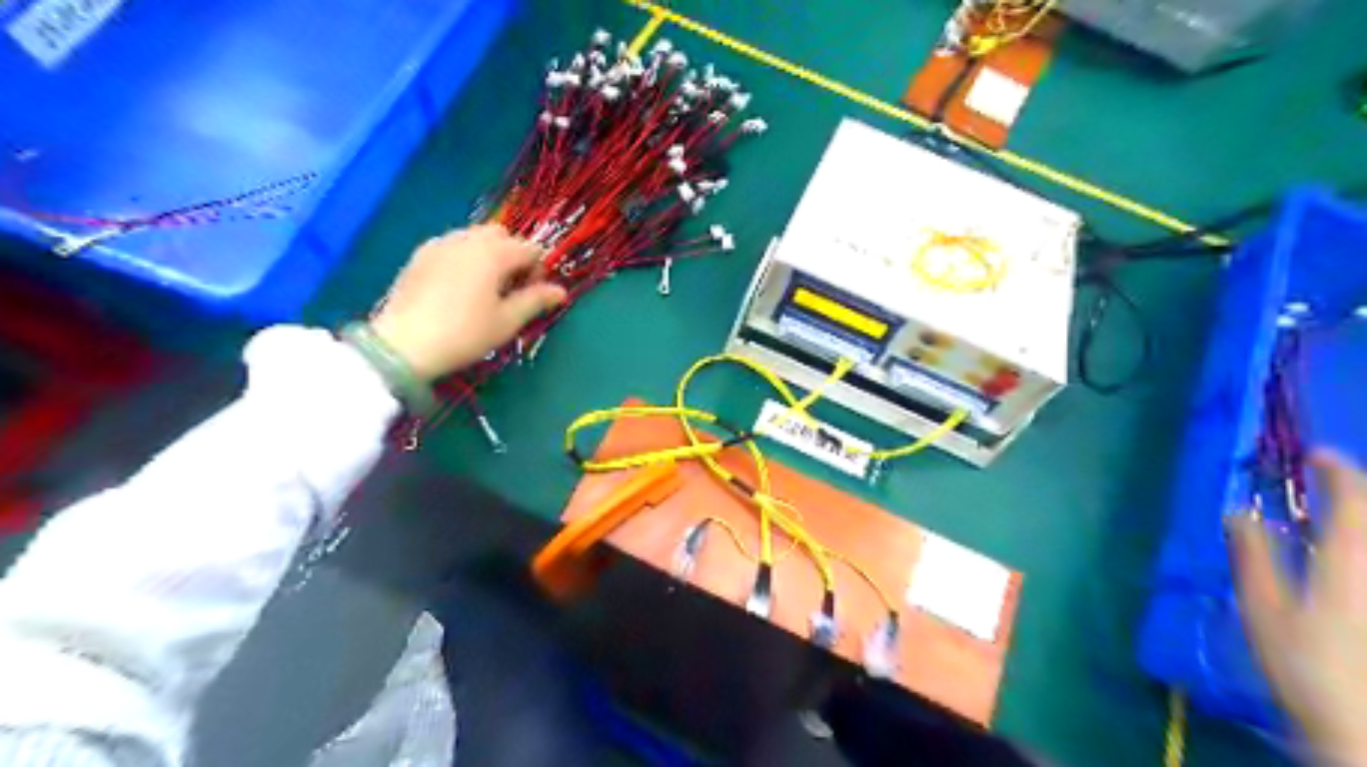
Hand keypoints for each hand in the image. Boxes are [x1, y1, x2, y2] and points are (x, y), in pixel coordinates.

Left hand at [367, 225, 567, 380]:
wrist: (404, 344)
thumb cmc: (464, 334)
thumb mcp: (506, 322)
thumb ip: (535, 301)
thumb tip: (561, 291)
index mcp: (494, 253)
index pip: (530, 249)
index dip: (538, 270)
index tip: (530, 296)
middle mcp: (468, 239)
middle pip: (502, 235)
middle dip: (512, 256)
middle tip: (509, 289)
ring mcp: (441, 243)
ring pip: (475, 237)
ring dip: (488, 255)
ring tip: (483, 288)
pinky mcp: (420, 254)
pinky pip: (453, 245)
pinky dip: (465, 257)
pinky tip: (458, 287)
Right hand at [1235, 451, 1366, 763]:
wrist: (1360, 725)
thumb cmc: (1306, 666)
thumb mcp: (1263, 610)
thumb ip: (1253, 556)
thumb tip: (1236, 512)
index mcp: (1347, 562)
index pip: (1352, 501)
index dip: (1336, 472)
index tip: (1315, 455)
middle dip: (1354, 493)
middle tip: (1327, 482)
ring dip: (1357, 521)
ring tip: (1337, 515)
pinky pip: (1366, 560)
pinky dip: (1355, 545)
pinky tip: (1339, 557)